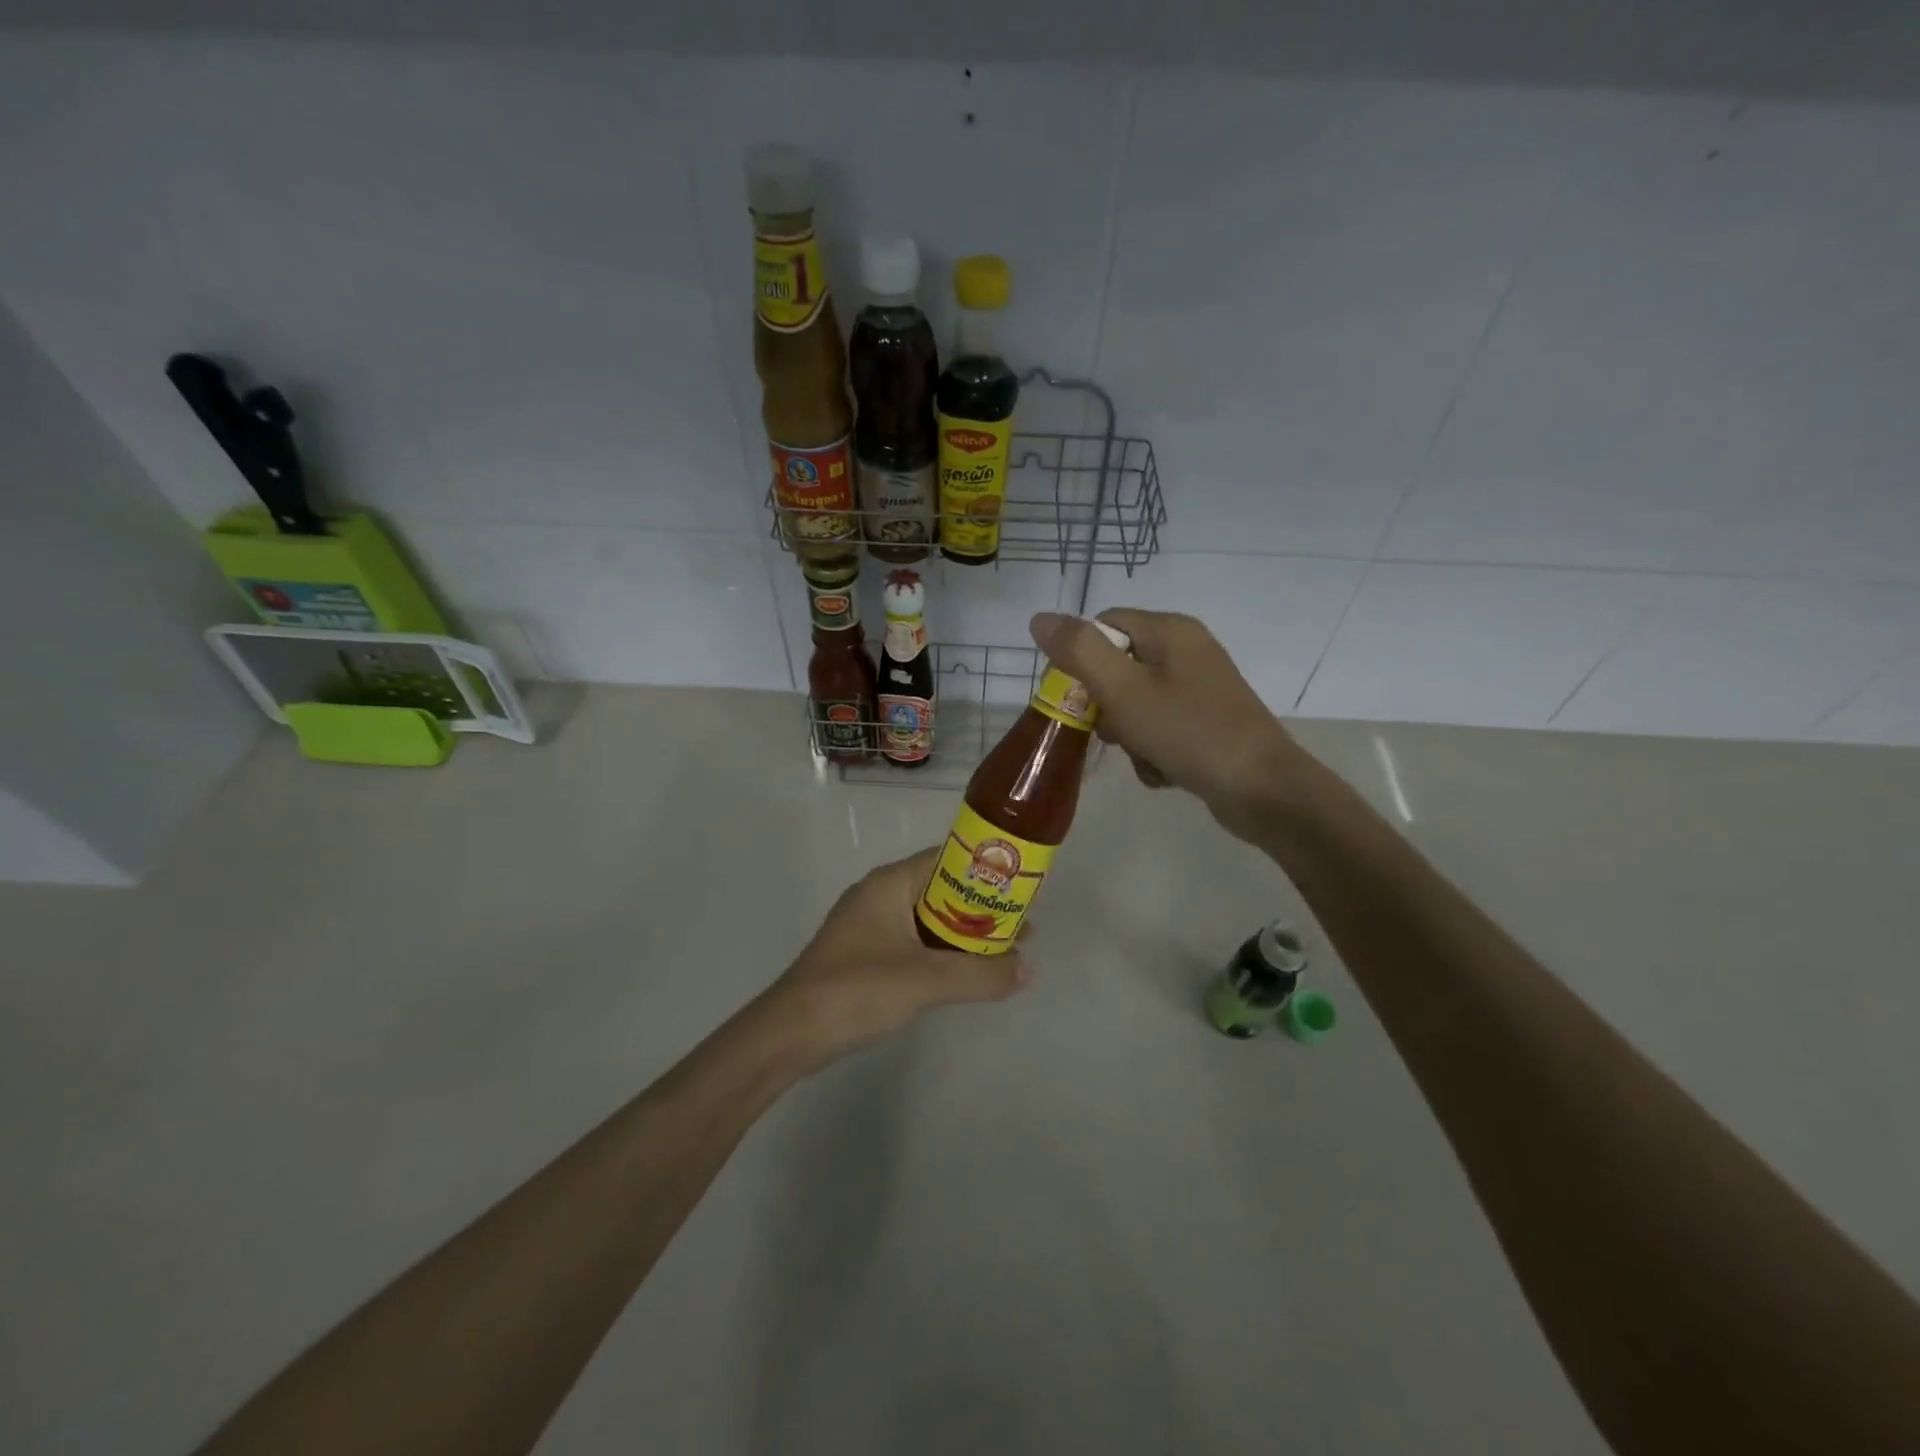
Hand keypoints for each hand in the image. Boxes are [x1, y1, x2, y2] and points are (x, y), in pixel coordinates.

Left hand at [762, 847, 1029, 1069]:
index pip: (947, 859)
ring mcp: (869, 926)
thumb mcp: (926, 980)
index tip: (1021, 889)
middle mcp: (879, 895)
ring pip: (929, 920)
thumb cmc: (858, 989)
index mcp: (890, 883)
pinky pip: (914, 943)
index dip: (986, 872)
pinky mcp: (865, 955)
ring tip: (1004, 953)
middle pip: (942, 890)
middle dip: (982, 909)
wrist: (791, 1032)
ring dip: (965, 935)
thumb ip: (980, 974)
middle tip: (1022, 928)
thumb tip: (1027, 970)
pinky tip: (965, 974)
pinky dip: (942, 953)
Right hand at [1029, 609, 1306, 842]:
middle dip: (1107, 706)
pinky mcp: (1207, 720)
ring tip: (1144, 756)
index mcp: (1169, 630)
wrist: (1262, 789)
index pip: (1103, 626)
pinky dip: (1153, 750)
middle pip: (1118, 666)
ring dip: (1129, 735)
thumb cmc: (1188, 732)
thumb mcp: (1124, 690)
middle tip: (1113, 732)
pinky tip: (1163, 771)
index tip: (1075, 699)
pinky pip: (1160, 727)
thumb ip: (1079, 651)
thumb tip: (1039, 619)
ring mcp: (1200, 687)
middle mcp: (1187, 650)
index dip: (1080, 660)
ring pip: (1136, 702)